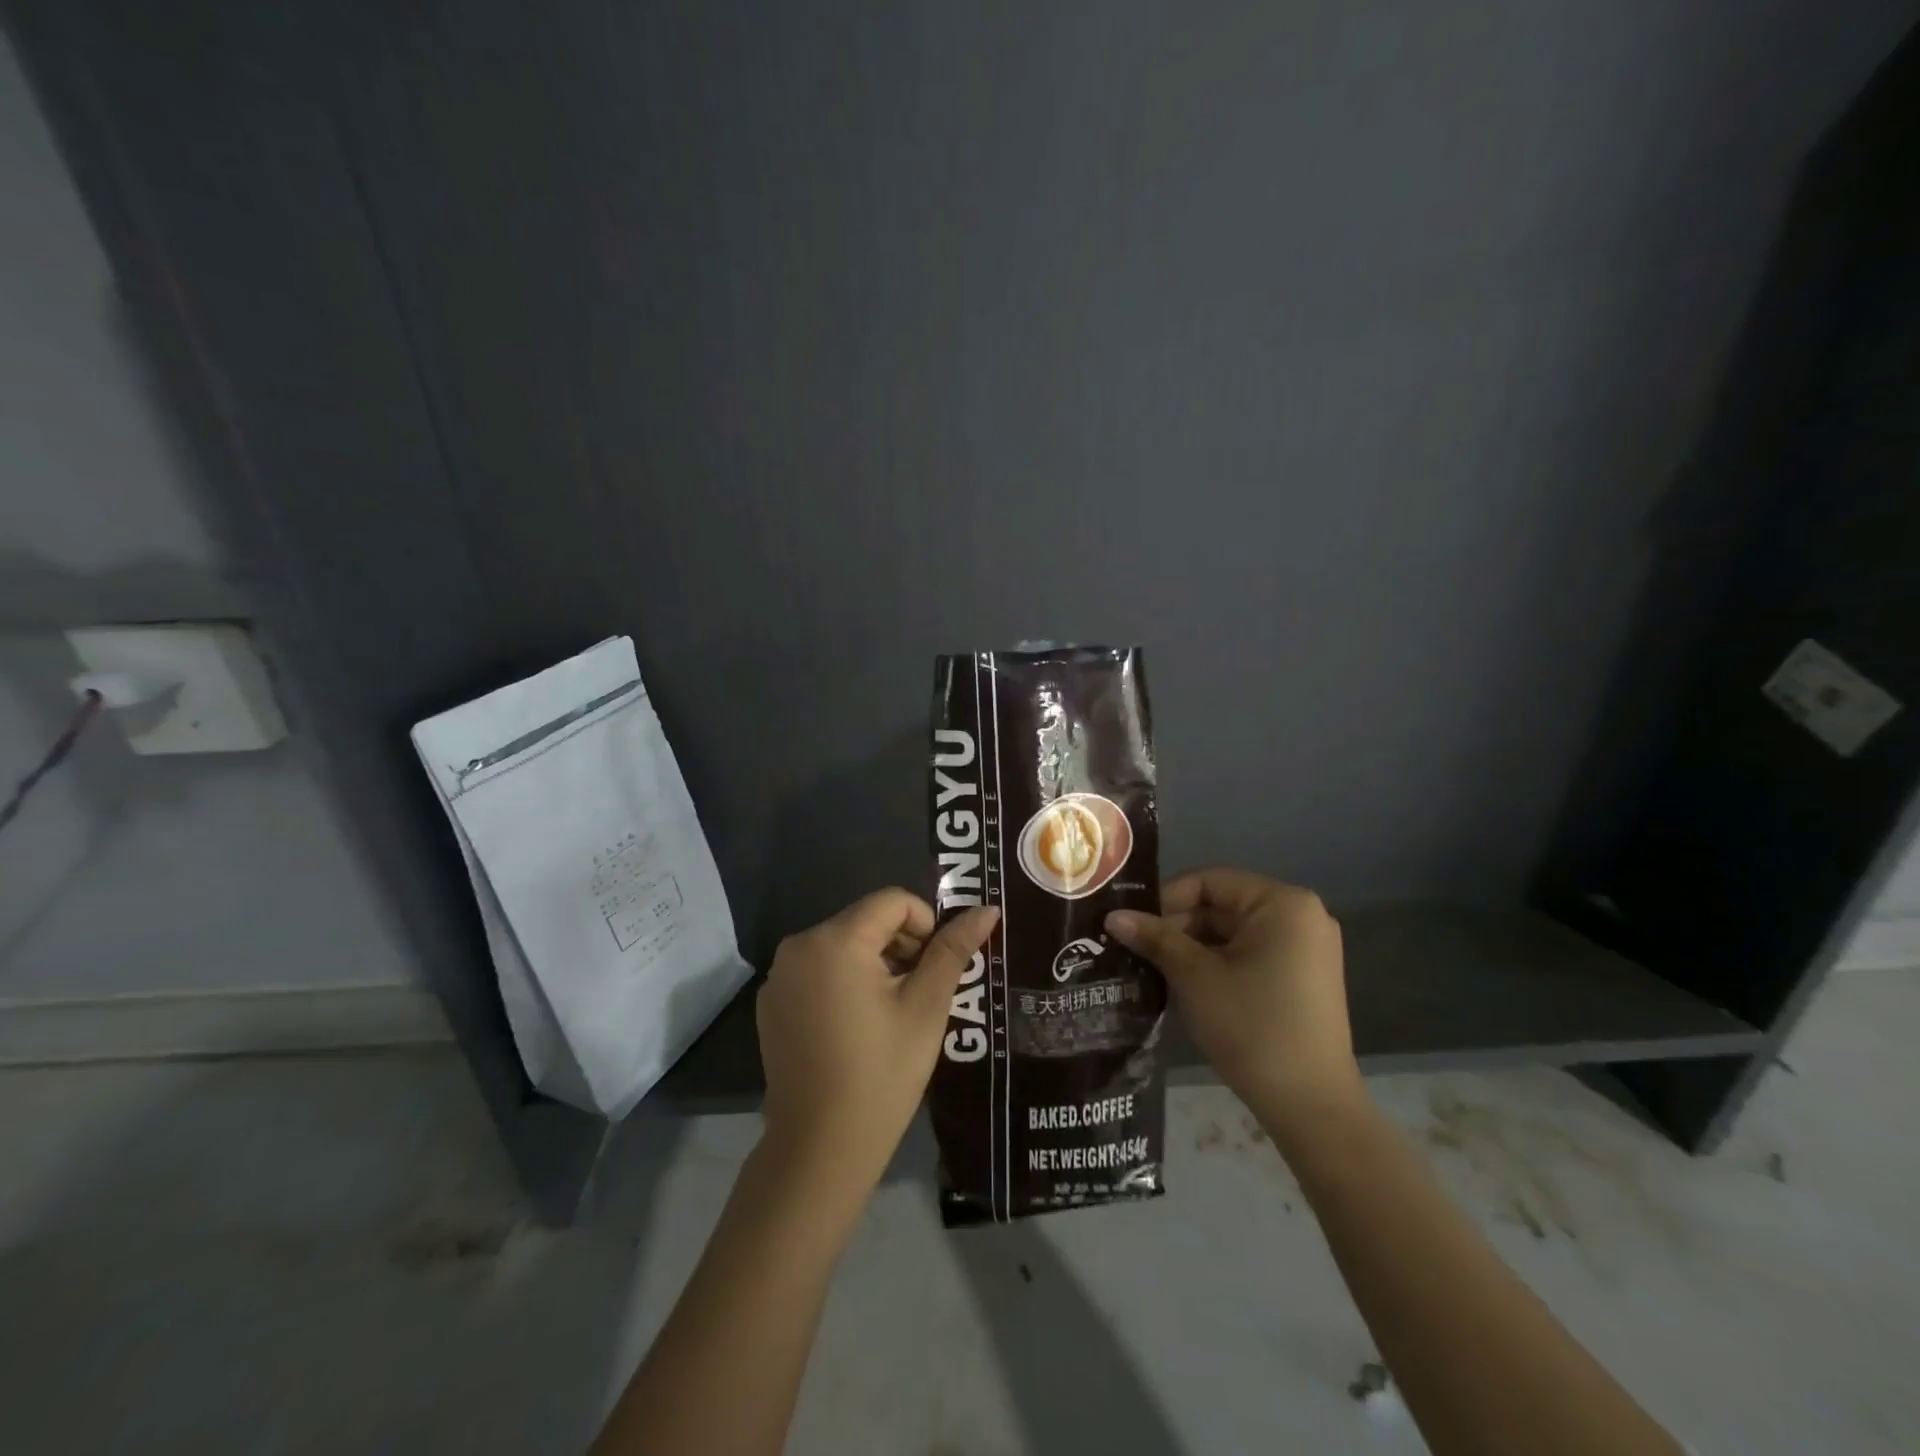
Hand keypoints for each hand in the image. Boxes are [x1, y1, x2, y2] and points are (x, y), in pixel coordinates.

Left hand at [757, 890, 998, 1199]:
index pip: (893, 901)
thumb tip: (987, 910)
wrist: (819, 1149)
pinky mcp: (771, 1002)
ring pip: (843, 945)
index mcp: (836, 939)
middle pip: (866, 921)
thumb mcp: (926, 1007)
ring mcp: (779, 975)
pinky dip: (844, 982)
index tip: (935, 970)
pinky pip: (818, 970)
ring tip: (890, 1014)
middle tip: (919, 995)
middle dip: (900, 947)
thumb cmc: (882, 1073)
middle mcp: (799, 945)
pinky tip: (856, 1028)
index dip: (925, 926)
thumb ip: (953, 950)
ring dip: (874, 964)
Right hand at [1106, 868, 1361, 1140]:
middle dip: (1177, 926)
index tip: (1131, 925)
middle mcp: (1301, 916)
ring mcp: (1305, 949)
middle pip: (1222, 905)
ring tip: (1151, 966)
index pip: (1209, 881)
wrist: (1311, 1107)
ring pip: (1232, 932)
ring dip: (1192, 947)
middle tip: (1135, 948)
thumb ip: (1155, 938)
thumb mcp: (1195, 977)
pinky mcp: (1302, 978)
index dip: (1165, 900)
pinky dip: (1215, 963)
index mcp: (1283, 903)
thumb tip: (1113, 916)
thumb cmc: (1253, 1027)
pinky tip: (1183, 983)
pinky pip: (1249, 954)